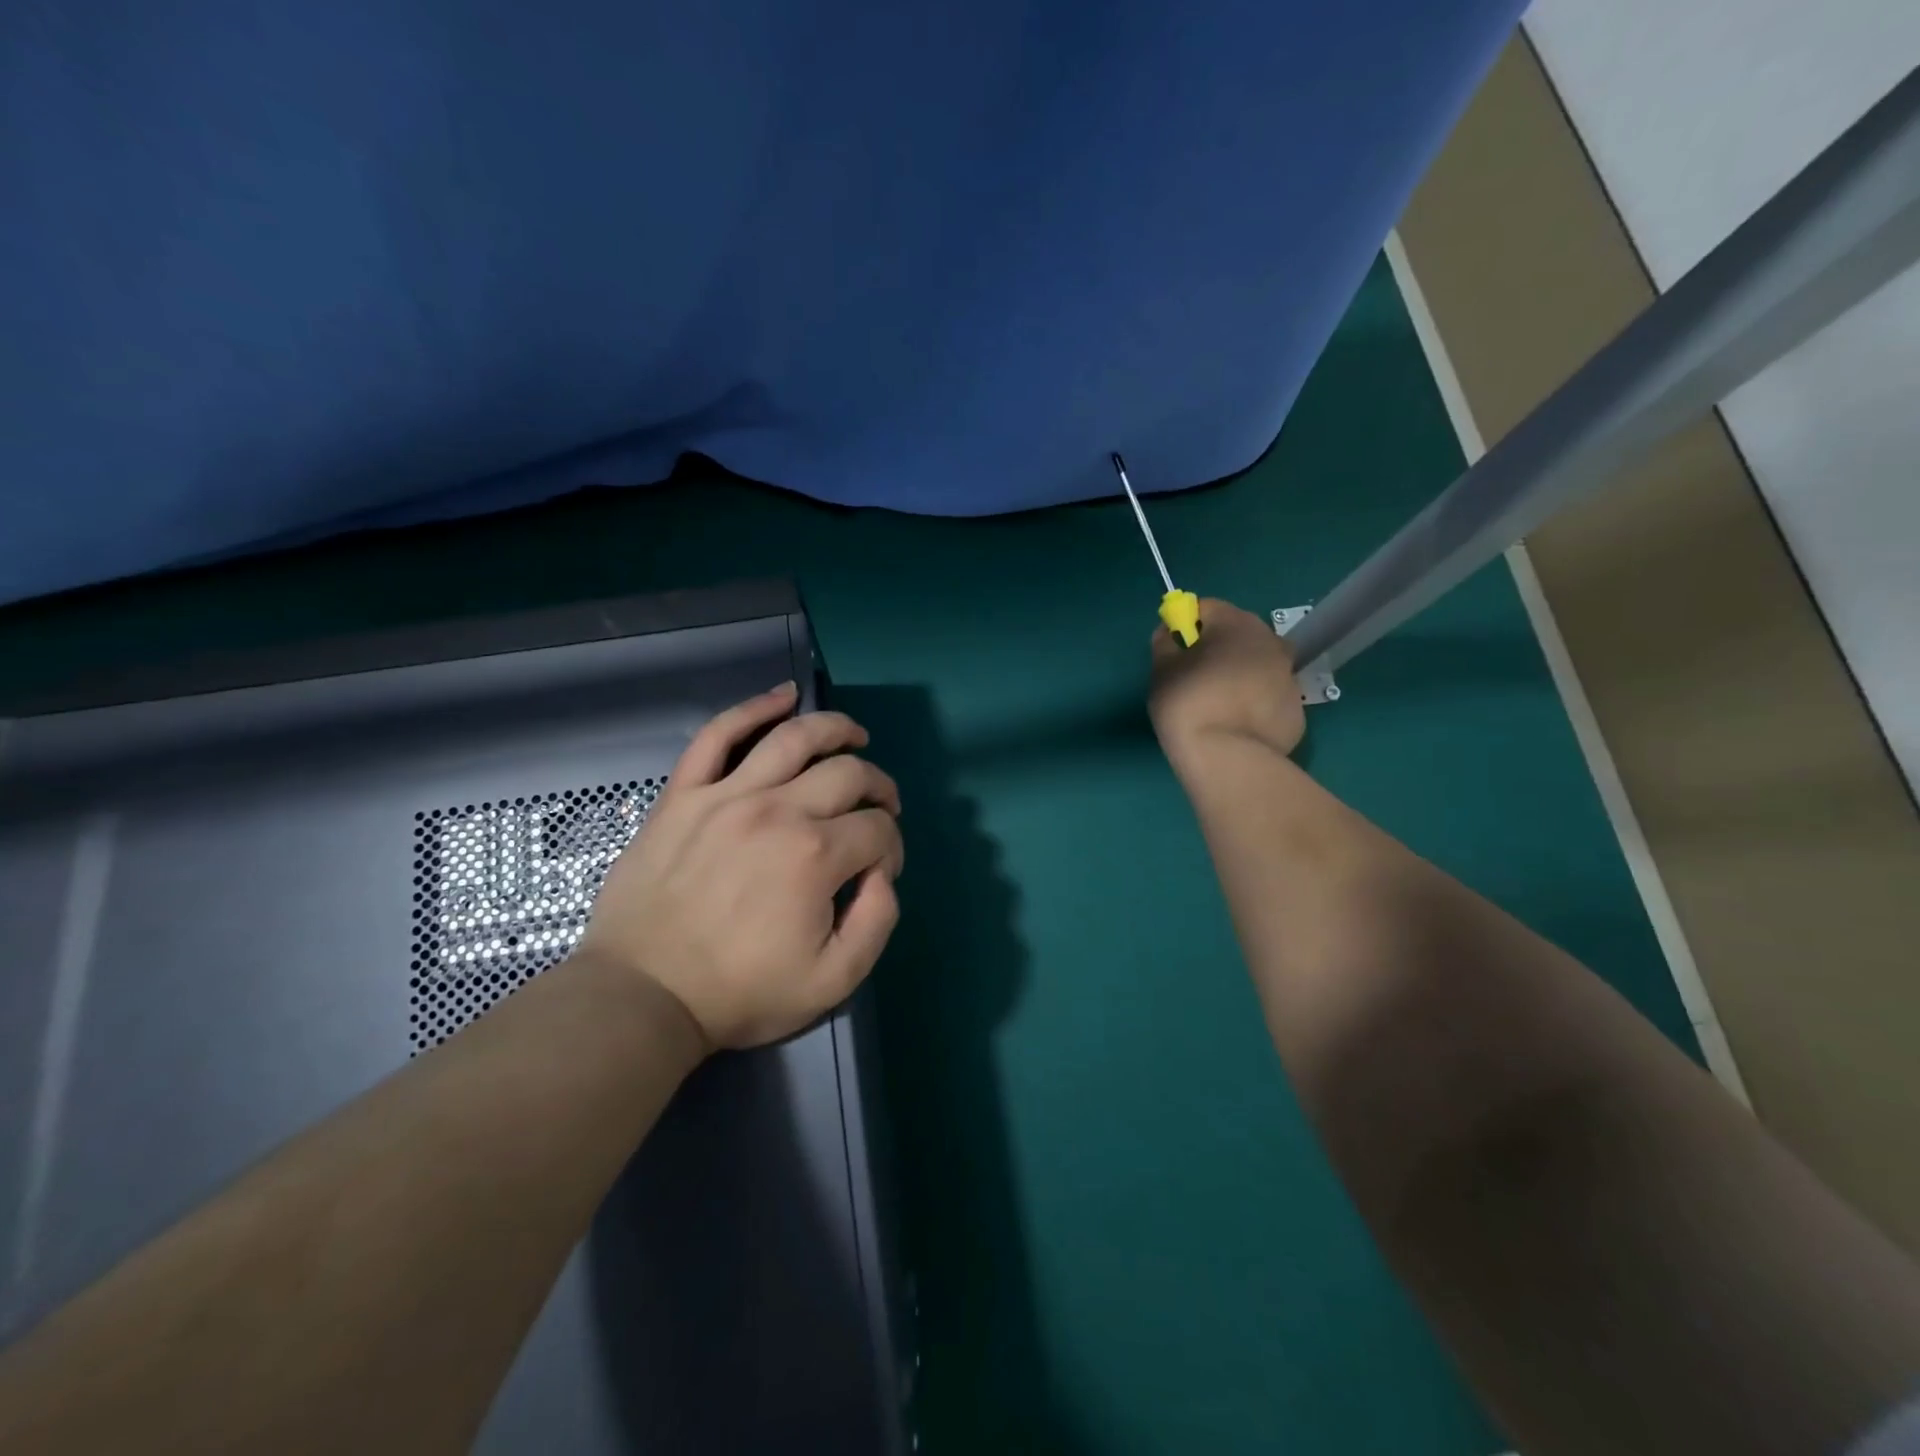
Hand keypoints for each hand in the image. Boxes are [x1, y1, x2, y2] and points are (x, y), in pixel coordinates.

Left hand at [577, 683, 904, 1051]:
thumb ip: (877, 921)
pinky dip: (753, 708)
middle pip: (848, 773)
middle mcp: (778, 810)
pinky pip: (718, 734)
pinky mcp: (685, 793)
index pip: (877, 829)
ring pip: (794, 737)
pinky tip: (782, 697)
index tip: (879, 870)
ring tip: (854, 735)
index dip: (891, 846)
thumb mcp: (832, 981)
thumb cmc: (740, 993)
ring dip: (835, 728)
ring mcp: (727, 794)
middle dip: (879, 786)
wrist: (643, 995)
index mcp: (816, 855)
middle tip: (882, 805)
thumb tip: (883, 873)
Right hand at [1149, 598, 1306, 763]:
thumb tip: (1171, 633)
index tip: (1174, 649)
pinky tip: (1235, 725)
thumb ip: (1165, 643)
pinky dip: (1253, 703)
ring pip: (1257, 665)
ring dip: (1238, 674)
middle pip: (1238, 634)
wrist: (1228, 758)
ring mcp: (1289, 676)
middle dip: (1217, 648)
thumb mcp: (1161, 670)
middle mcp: (1271, 641)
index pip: (1207, 608)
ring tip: (1217, 705)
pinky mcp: (1297, 709)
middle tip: (1194, 678)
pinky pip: (1268, 696)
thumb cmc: (1188, 704)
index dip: (1186, 624)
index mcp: (1236, 624)